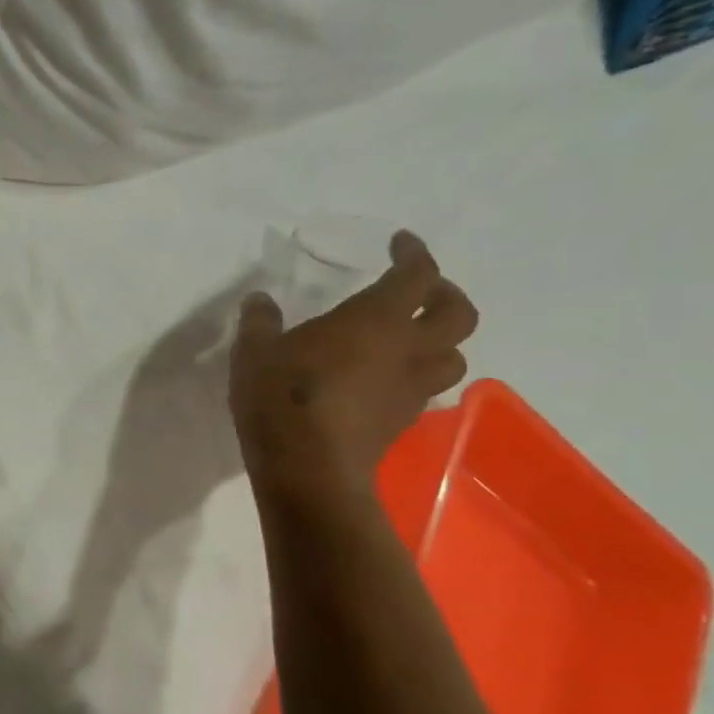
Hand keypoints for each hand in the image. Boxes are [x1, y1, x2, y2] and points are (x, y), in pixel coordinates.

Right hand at [231, 231, 478, 498]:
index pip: (416, 274)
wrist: (308, 470)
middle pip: (458, 314)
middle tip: (419, 291)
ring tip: (411, 338)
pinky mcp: (402, 421)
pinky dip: (415, 376)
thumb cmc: (282, 399)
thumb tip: (259, 300)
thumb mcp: (254, 353)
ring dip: (440, 341)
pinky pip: (425, 389)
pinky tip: (385, 380)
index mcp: (376, 319)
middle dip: (446, 294)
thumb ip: (260, 322)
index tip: (399, 243)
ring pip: (453, 356)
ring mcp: (410, 389)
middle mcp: (407, 349)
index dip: (414, 253)